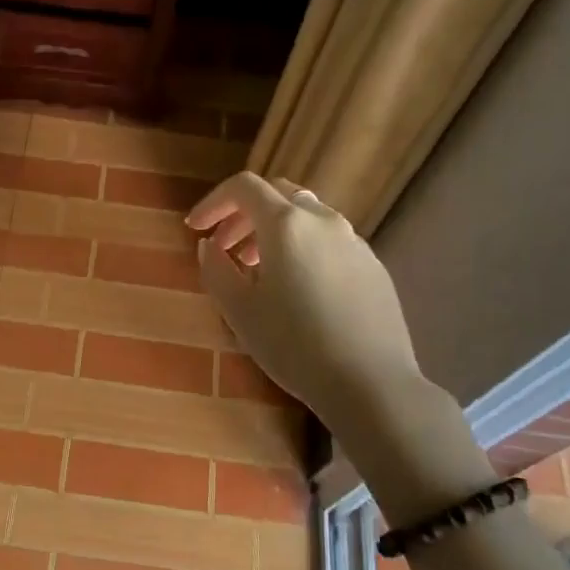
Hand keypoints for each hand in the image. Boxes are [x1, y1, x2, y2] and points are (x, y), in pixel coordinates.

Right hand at [187, 173, 490, 522]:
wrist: (370, 383)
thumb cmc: (294, 345)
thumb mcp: (239, 310)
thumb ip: (216, 269)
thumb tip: (209, 245)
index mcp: (286, 224)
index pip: (243, 187)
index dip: (213, 202)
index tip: (195, 228)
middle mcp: (323, 220)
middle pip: (277, 195)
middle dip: (243, 214)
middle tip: (224, 248)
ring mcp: (354, 241)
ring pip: (306, 216)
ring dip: (274, 231)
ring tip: (258, 269)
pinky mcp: (373, 265)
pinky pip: (329, 240)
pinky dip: (302, 246)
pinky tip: (297, 287)